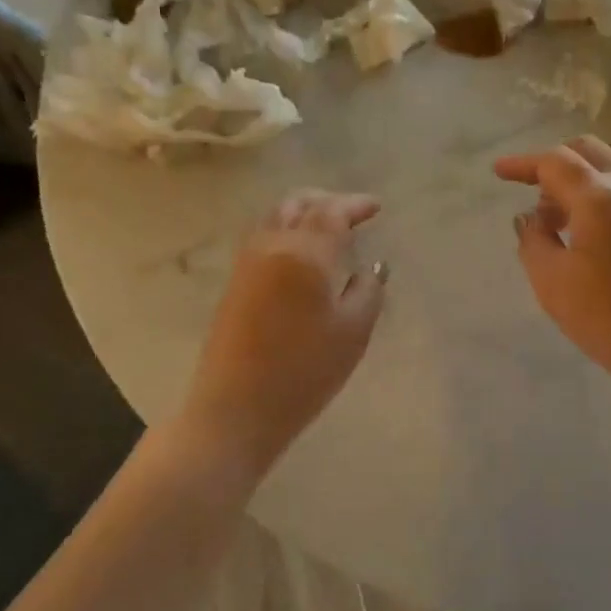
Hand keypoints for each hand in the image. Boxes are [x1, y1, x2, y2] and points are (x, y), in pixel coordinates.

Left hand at [184, 189, 388, 462]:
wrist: (235, 409)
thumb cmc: (304, 373)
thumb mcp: (353, 334)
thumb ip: (368, 291)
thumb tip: (371, 267)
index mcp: (304, 253)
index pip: (331, 212)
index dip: (355, 205)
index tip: (376, 207)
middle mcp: (271, 246)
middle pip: (296, 204)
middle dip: (326, 201)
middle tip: (352, 213)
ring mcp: (246, 263)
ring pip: (274, 217)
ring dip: (302, 212)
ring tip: (326, 228)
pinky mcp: (234, 283)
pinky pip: (261, 237)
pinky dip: (285, 229)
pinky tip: (300, 251)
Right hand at [494, 137, 610, 393]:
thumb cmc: (608, 318)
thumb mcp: (552, 282)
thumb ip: (533, 241)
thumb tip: (530, 218)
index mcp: (600, 198)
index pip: (555, 162)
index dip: (523, 164)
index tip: (498, 173)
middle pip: (587, 151)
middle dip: (552, 162)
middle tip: (528, 189)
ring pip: (608, 168)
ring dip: (575, 180)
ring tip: (552, 219)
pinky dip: (595, 194)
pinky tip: (581, 231)